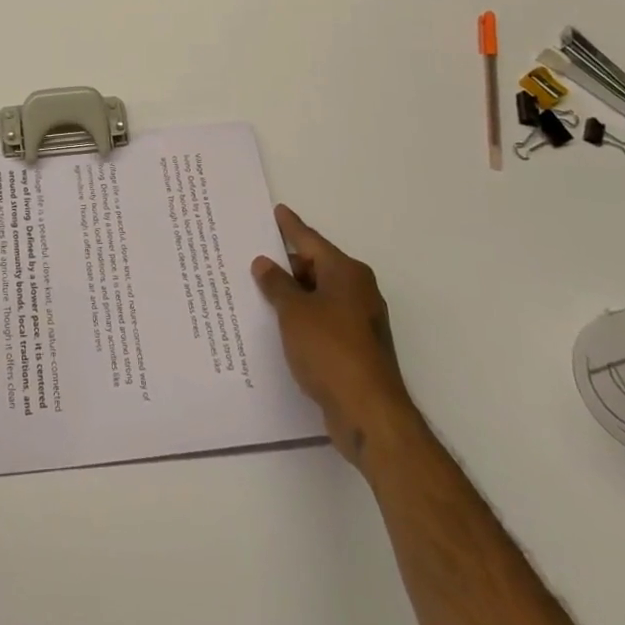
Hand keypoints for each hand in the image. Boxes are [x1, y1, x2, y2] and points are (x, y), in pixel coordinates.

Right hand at [252, 204, 410, 462]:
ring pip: (320, 296)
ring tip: (261, 292)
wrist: (369, 413)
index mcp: (346, 272)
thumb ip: (276, 284)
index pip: (311, 241)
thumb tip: (264, 263)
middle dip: (288, 265)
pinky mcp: (357, 349)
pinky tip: (281, 327)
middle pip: (317, 268)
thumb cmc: (330, 350)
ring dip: (294, 295)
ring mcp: (360, 321)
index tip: (277, 211)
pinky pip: (323, 321)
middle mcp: (358, 290)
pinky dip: (304, 319)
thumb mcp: (293, 312)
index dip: (291, 227)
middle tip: (256, 260)